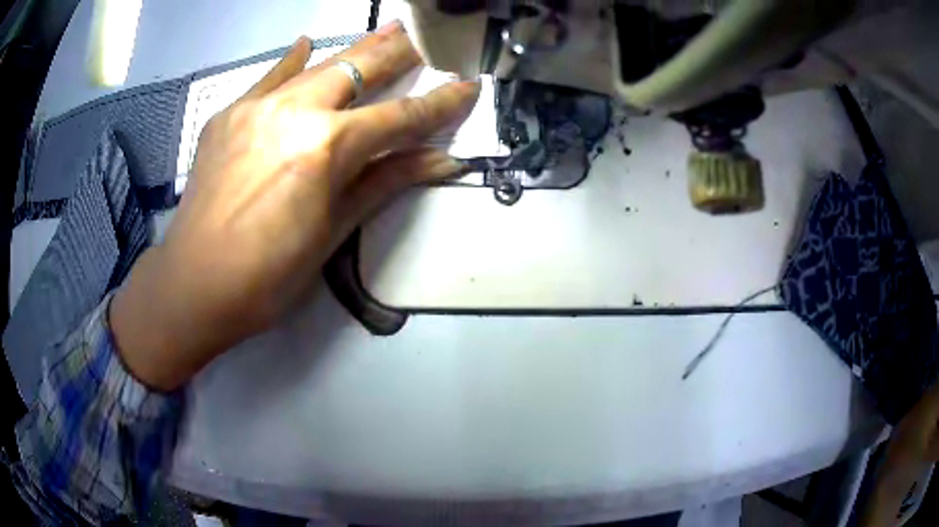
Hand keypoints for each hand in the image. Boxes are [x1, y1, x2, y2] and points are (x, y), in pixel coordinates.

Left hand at [110, 23, 478, 390]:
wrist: (194, 284)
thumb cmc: (268, 275)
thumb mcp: (333, 232)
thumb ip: (385, 182)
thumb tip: (441, 161)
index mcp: (326, 147)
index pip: (400, 117)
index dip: (440, 103)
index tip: (468, 85)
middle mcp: (294, 111)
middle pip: (359, 70)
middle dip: (399, 53)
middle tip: (427, 36)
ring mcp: (256, 107)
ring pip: (317, 66)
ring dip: (356, 49)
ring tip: (387, 30)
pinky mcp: (228, 114)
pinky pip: (268, 79)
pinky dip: (291, 62)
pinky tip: (305, 45)